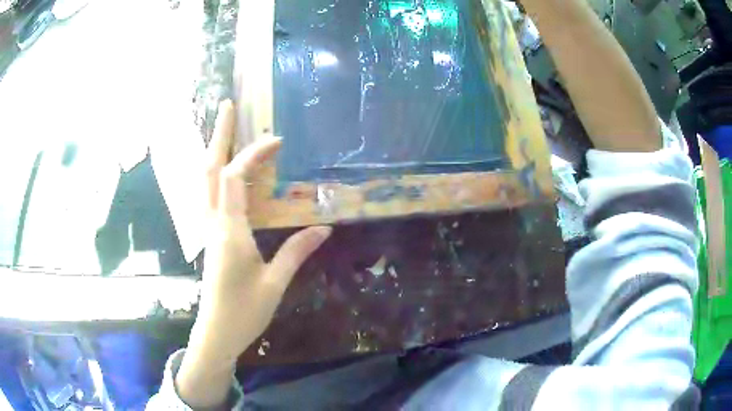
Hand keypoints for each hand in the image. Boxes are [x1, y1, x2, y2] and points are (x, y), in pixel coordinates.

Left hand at [176, 100, 331, 408]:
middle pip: (209, 169)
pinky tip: (225, 169)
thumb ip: (297, 251)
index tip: (277, 140)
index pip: (235, 177)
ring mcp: (208, 228)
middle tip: (227, 106)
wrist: (216, 333)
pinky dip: (216, 173)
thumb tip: (323, 227)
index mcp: (229, 230)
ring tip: (225, 129)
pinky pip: (209, 194)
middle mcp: (213, 222)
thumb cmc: (244, 312)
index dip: (254, 153)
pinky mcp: (210, 236)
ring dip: (213, 150)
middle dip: (218, 135)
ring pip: (204, 180)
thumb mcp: (274, 283)